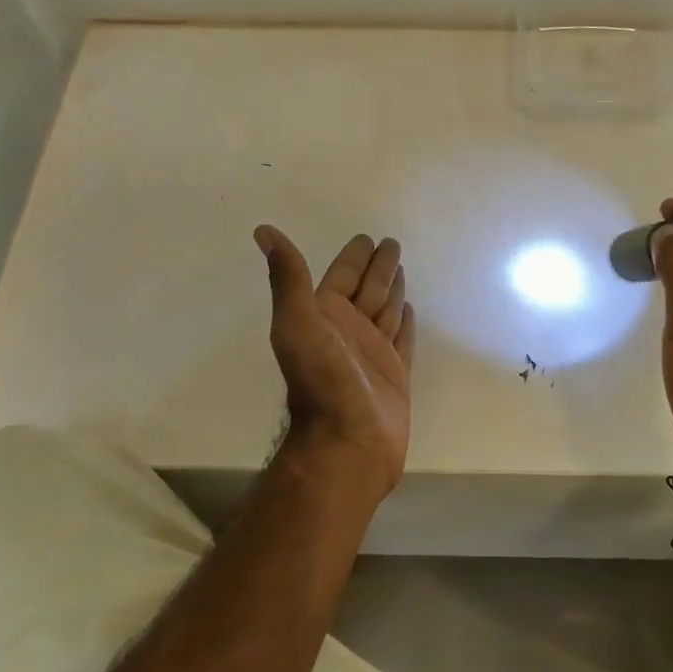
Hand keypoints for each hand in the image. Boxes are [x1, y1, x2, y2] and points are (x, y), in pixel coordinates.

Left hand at [254, 226, 414, 493]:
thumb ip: (288, 277)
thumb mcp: (297, 322)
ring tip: (401, 269)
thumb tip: (262, 230)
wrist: (348, 441)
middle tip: (392, 243)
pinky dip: (405, 323)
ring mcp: (372, 353)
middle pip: (367, 289)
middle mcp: (347, 331)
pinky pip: (402, 339)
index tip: (367, 238)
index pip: (342, 276)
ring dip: (392, 289)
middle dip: (378, 267)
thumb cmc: (322, 380)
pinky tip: (410, 309)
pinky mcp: (394, 373)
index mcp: (324, 316)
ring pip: (385, 310)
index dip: (353, 257)